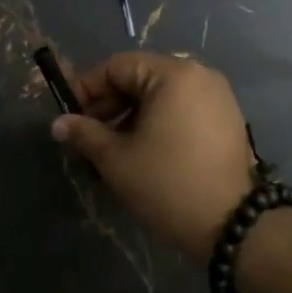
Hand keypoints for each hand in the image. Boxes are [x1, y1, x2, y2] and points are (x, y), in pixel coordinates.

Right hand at [51, 51, 253, 265]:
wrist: (233, 226)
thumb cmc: (168, 184)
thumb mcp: (117, 160)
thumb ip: (85, 134)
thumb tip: (59, 123)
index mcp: (173, 74)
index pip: (117, 66)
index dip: (87, 89)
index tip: (70, 118)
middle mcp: (199, 74)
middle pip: (140, 78)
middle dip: (109, 105)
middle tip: (88, 137)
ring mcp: (217, 96)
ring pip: (160, 95)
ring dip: (131, 116)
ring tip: (112, 149)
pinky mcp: (227, 119)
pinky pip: (182, 108)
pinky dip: (158, 122)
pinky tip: (143, 151)